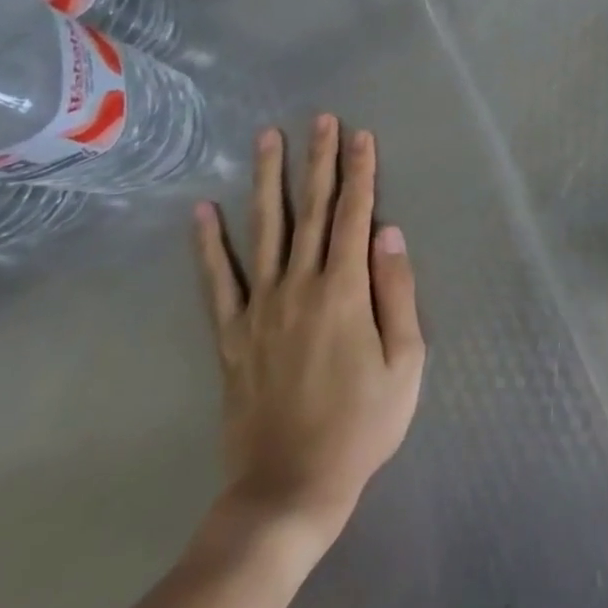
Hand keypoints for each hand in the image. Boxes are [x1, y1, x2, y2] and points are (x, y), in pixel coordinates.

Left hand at [194, 115, 424, 550]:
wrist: (290, 488)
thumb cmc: (362, 425)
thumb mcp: (404, 362)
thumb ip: (397, 291)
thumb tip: (389, 231)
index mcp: (345, 291)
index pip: (355, 215)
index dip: (360, 172)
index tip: (361, 135)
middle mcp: (300, 286)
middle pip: (312, 209)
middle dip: (319, 160)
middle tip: (320, 118)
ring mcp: (260, 307)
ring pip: (266, 230)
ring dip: (268, 181)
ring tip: (267, 139)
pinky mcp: (231, 334)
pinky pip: (217, 281)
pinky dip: (208, 244)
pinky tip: (202, 211)